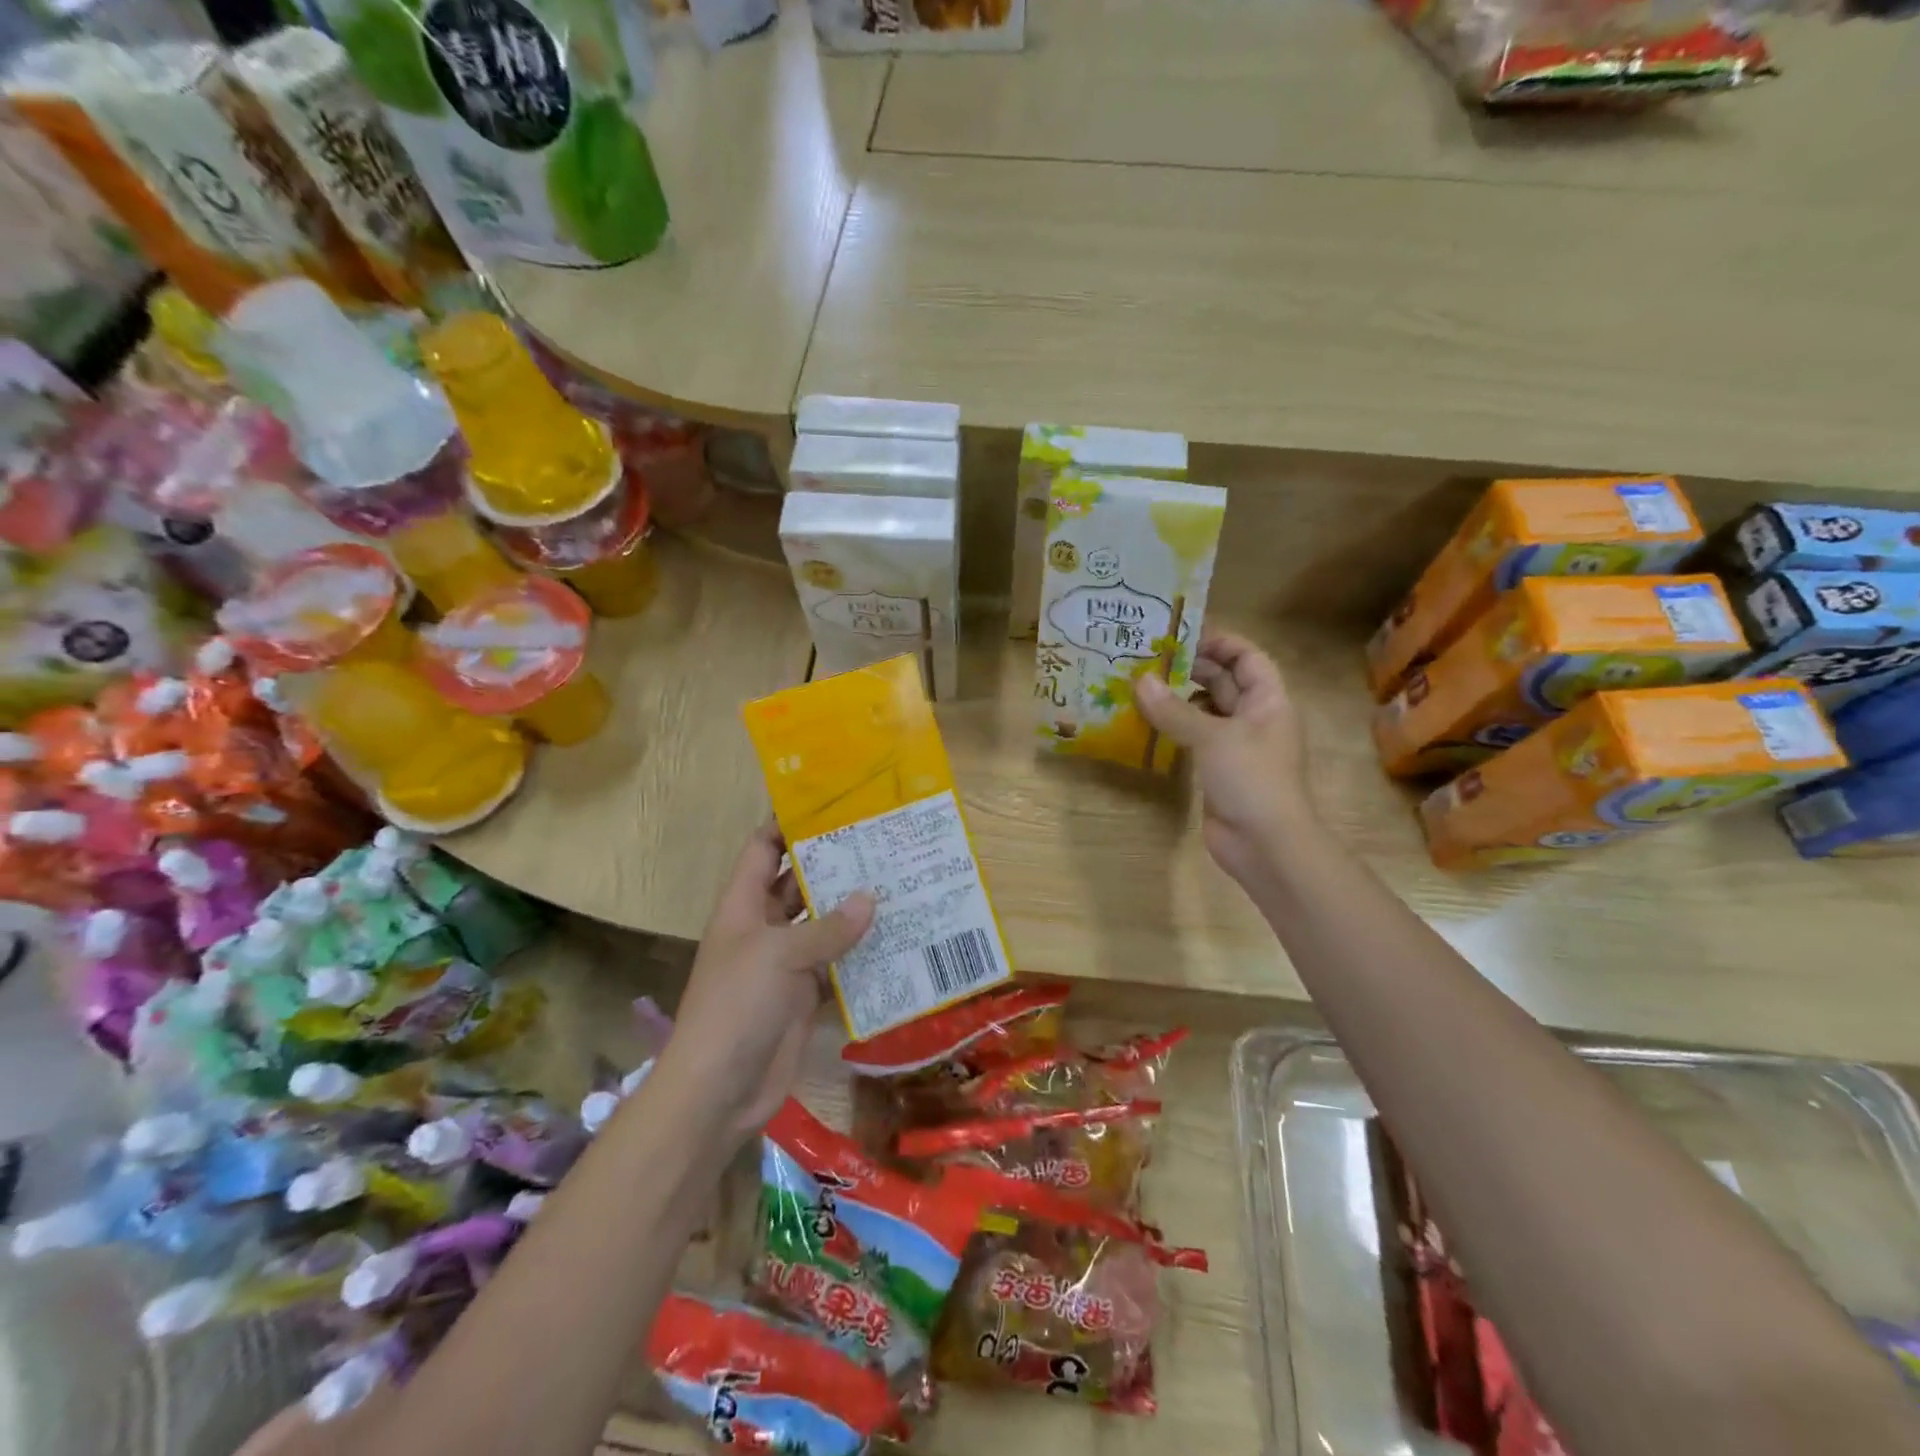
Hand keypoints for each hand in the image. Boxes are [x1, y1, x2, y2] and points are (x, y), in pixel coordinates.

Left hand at [662, 824, 873, 1137]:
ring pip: (823, 924)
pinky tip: (898, 938)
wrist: (719, 1089)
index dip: (789, 823)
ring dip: (854, 909)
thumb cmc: (737, 1005)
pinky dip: (861, 954)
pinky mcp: (804, 995)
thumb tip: (871, 897)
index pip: (763, 848)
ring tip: (900, 882)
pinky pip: (837, 964)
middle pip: (798, 883)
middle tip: (883, 841)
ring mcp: (785, 963)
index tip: (833, 804)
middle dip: (834, 864)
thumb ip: (828, 927)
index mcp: (744, 905)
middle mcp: (764, 927)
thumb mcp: (780, 955)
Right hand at [1134, 634, 1314, 884]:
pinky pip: (1194, 738)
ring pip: (1206, 711)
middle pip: (1224, 681)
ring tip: (1140, 685)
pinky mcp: (1218, 770)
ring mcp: (1236, 746)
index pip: (1247, 657)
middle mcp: (1254, 718)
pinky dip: (1173, 728)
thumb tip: (1139, 682)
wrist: (1266, 844)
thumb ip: (1175, 710)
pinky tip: (1145, 722)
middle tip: (1148, 658)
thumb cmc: (1252, 780)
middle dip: (1191, 668)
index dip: (1219, 642)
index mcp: (1268, 701)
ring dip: (1178, 698)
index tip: (1180, 635)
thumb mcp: (1213, 738)